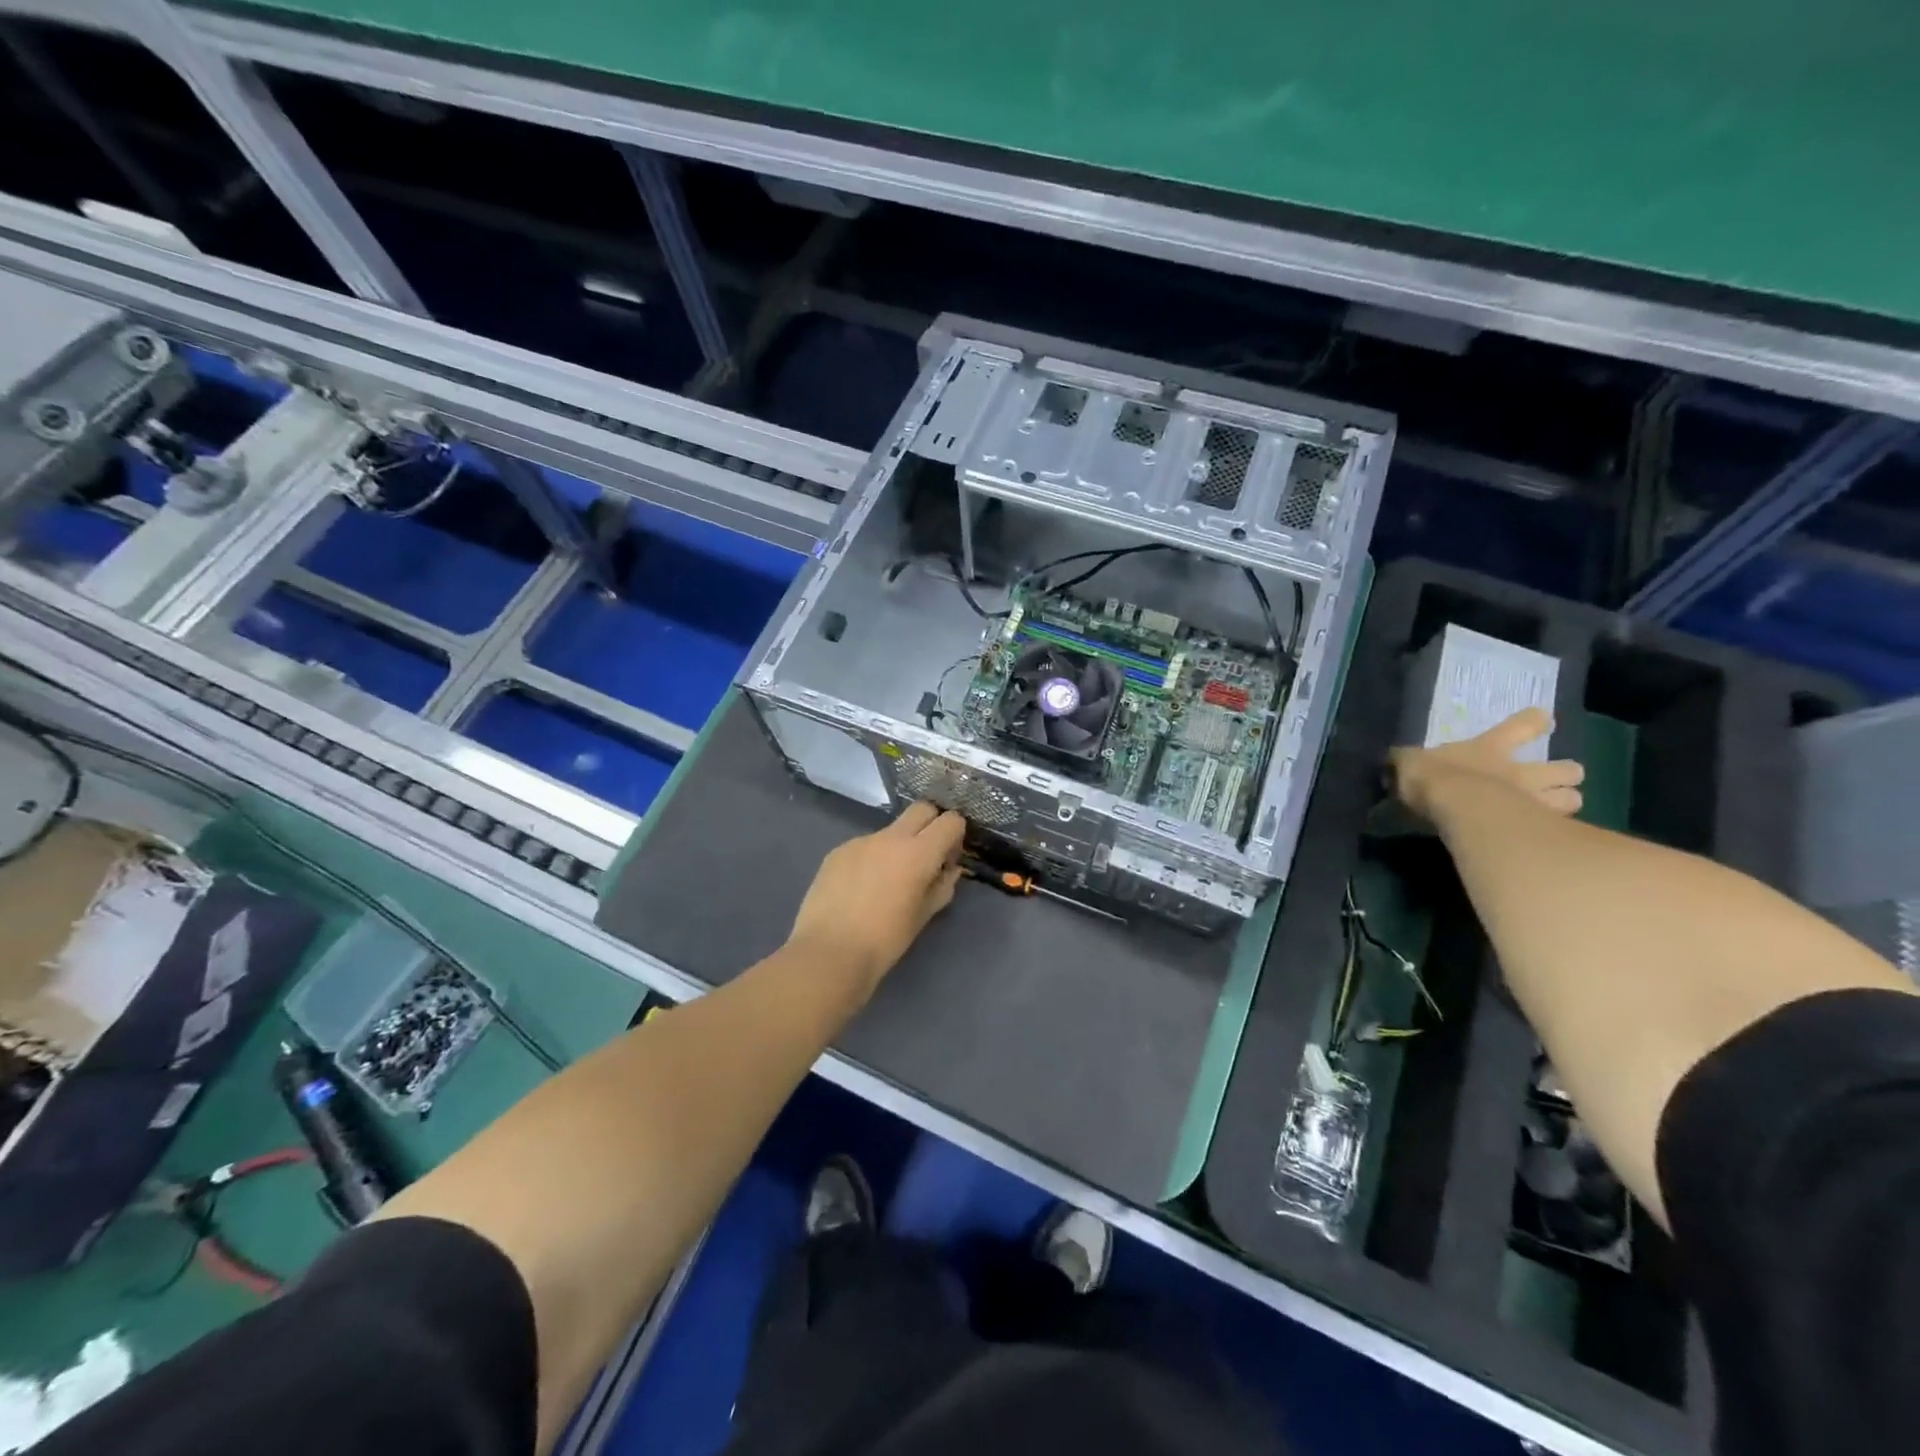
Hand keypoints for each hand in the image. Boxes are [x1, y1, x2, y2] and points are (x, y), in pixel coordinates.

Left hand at [789, 803, 967, 996]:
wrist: (829, 953)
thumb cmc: (885, 940)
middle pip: (921, 809)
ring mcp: (860, 841)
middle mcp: (890, 837)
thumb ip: (942, 886)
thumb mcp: (923, 916)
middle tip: (926, 857)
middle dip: (930, 824)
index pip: (950, 821)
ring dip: (898, 845)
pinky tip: (860, 889)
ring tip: (887, 882)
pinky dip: (872, 858)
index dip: (955, 834)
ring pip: (890, 830)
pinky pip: (864, 846)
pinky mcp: (837, 852)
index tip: (949, 857)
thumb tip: (949, 870)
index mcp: (918, 853)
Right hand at [1390, 707, 1584, 820]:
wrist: (1456, 806)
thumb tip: (1392, 761)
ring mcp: (1535, 798)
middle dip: (1566, 772)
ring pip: (1572, 798)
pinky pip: (1562, 829)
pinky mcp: (1540, 827)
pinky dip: (1560, 832)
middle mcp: (1521, 771)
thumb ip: (1406, 762)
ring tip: (1558, 809)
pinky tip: (1551, 838)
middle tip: (1561, 779)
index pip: (1522, 725)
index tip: (1543, 719)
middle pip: (1564, 767)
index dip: (1533, 721)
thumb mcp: (1409, 763)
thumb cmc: (1434, 777)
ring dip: (1566, 802)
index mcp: (1490, 748)